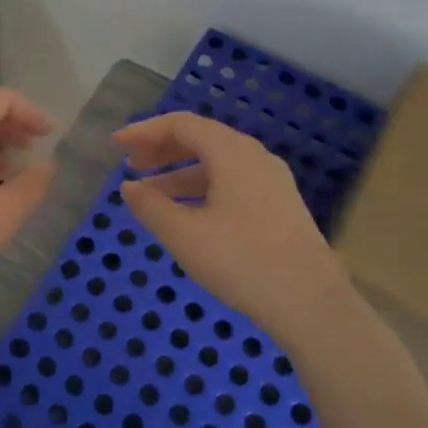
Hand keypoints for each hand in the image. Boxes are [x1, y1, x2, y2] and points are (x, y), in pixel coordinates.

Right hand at [114, 111, 349, 346]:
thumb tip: (128, 188)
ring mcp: (271, 181)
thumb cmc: (242, 261)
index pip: (181, 125)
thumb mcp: (184, 235)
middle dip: (161, 150)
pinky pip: (231, 183)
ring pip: (216, 165)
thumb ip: (150, 206)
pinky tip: (186, 215)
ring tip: (149, 195)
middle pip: (200, 139)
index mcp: (231, 152)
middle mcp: (253, 156)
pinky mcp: (278, 206)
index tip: (116, 145)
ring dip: (178, 174)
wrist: (311, 303)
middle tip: (130, 166)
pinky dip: (201, 190)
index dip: (144, 131)